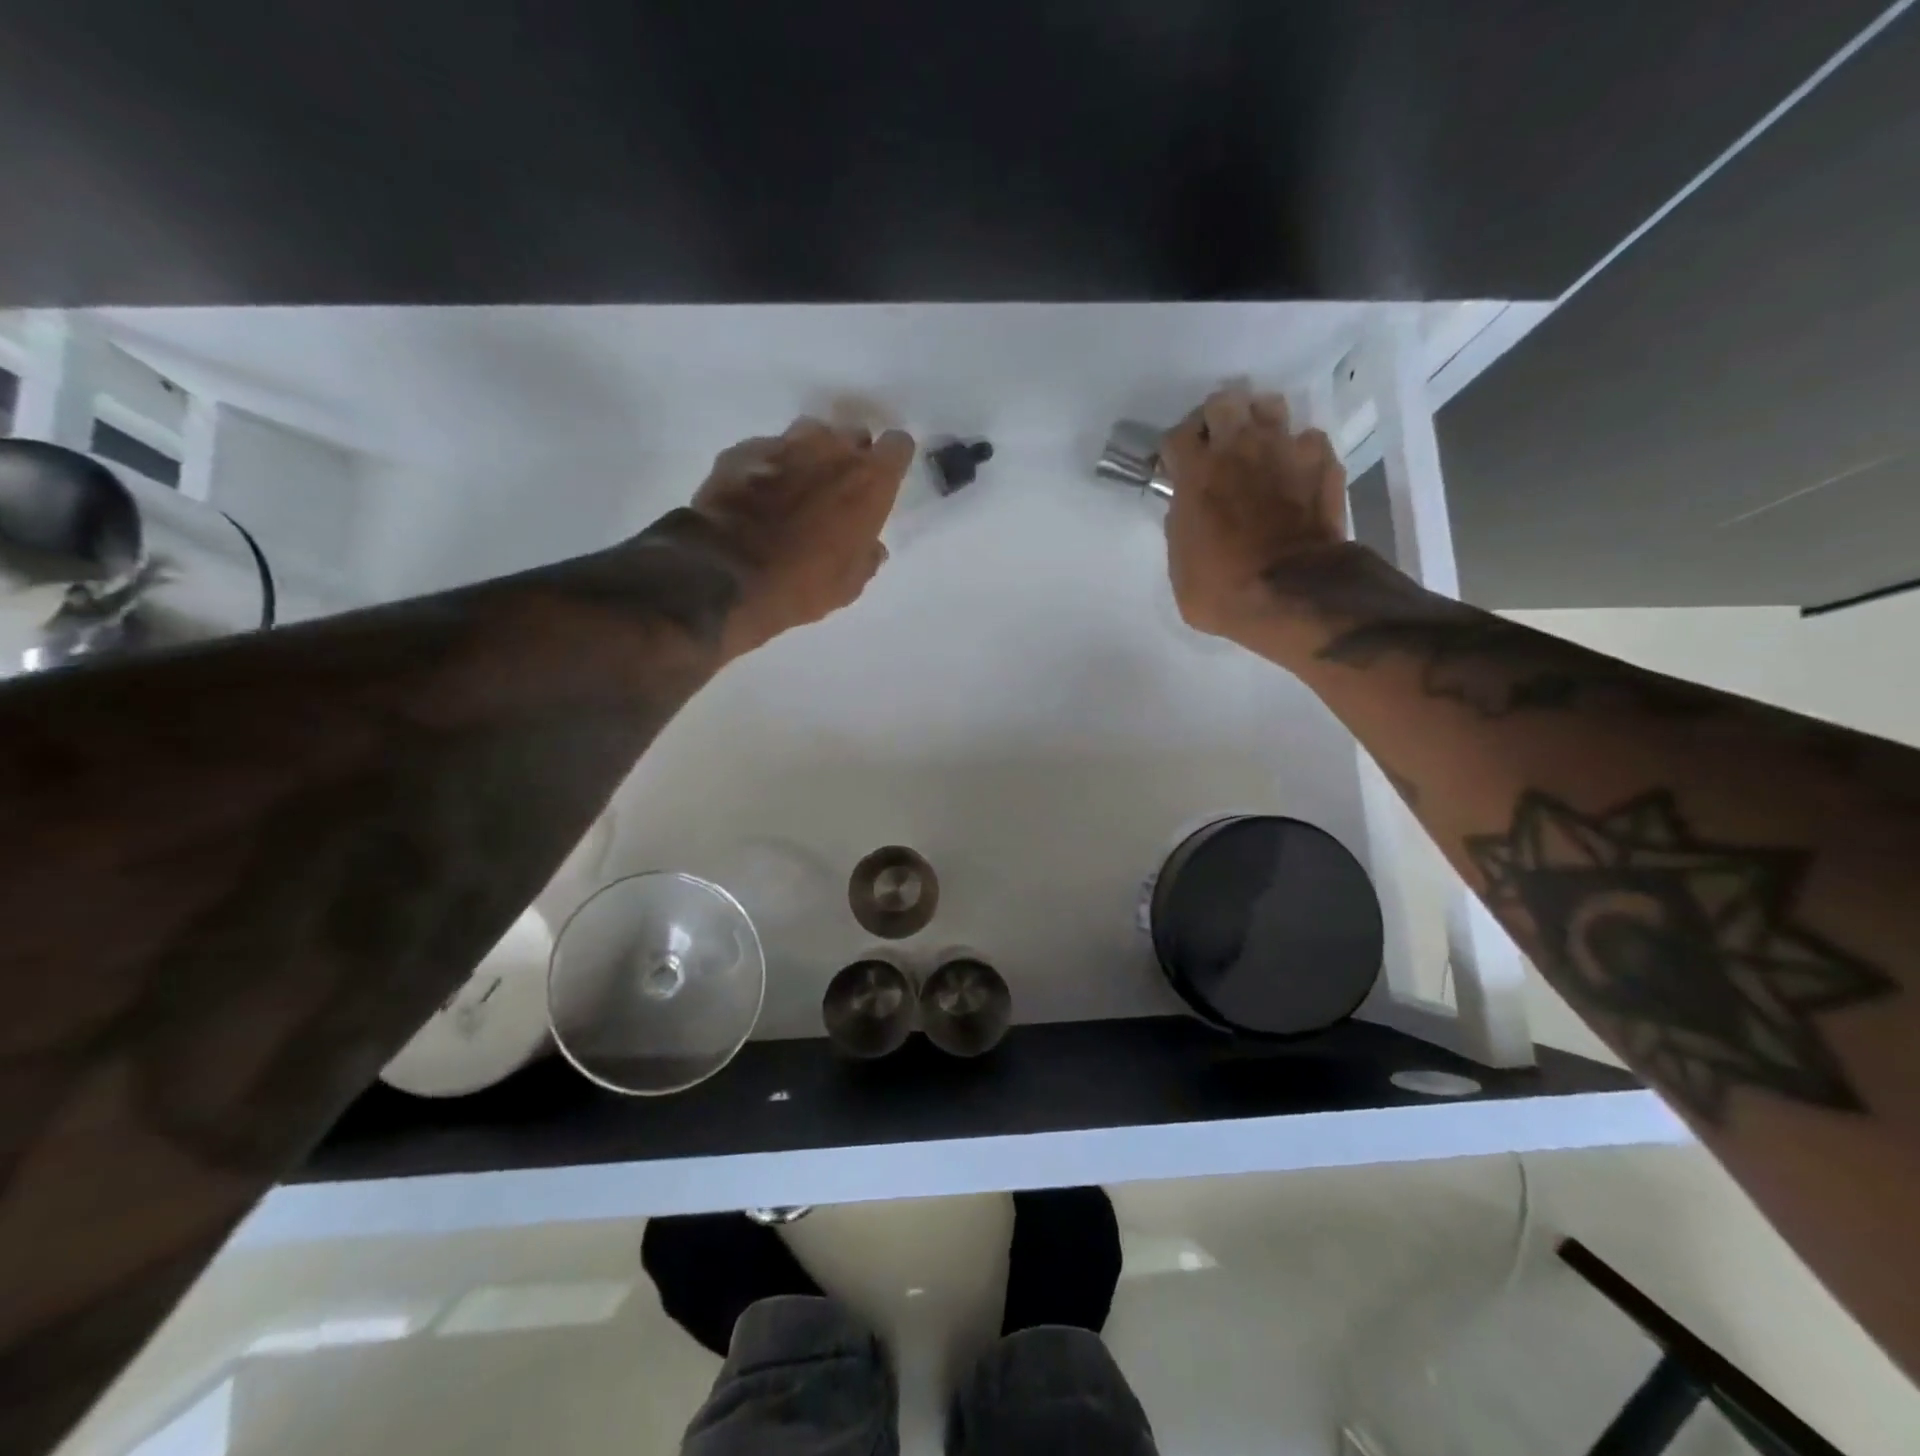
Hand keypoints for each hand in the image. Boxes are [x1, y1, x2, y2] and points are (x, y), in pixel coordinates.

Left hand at [689, 418, 914, 658]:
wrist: (726, 574)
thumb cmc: (802, 584)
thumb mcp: (849, 584)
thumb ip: (866, 556)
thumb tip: (870, 546)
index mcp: (869, 481)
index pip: (898, 445)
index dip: (891, 461)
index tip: (883, 481)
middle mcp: (833, 450)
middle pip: (853, 436)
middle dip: (850, 457)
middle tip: (837, 490)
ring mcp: (785, 444)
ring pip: (810, 435)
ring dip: (811, 455)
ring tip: (798, 487)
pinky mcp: (744, 450)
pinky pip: (768, 450)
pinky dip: (769, 467)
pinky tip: (759, 494)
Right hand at [1161, 387, 1348, 639]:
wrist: (1294, 593)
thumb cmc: (1224, 589)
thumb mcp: (1180, 567)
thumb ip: (1180, 526)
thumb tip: (1187, 511)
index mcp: (1196, 473)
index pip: (1175, 436)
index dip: (1174, 452)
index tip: (1176, 469)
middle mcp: (1238, 448)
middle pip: (1223, 402)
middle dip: (1216, 420)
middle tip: (1217, 446)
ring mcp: (1284, 449)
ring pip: (1269, 406)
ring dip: (1259, 423)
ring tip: (1258, 448)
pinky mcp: (1322, 461)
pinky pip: (1308, 439)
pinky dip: (1299, 452)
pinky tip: (1296, 473)